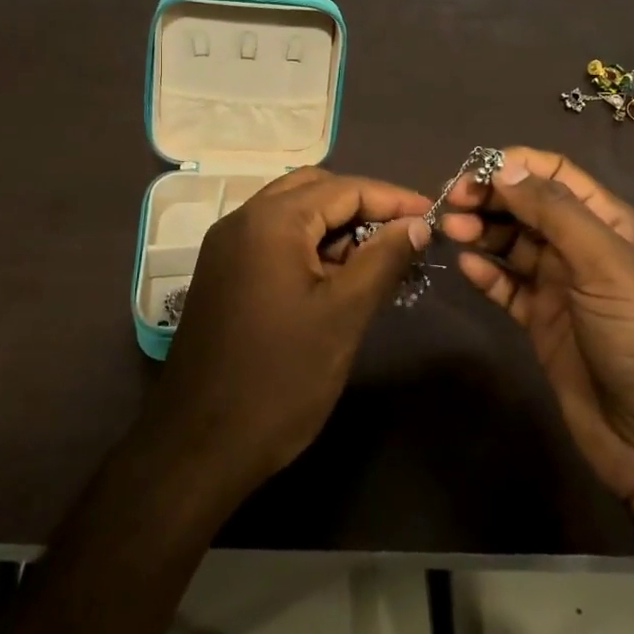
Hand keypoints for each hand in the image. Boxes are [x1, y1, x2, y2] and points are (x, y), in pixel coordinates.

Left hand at [145, 168, 430, 502]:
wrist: (200, 446)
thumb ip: (384, 259)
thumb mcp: (344, 314)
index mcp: (271, 220)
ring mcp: (227, 246)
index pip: (344, 188)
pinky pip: (275, 240)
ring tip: (378, 258)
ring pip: (293, 214)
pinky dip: (310, 246)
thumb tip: (418, 223)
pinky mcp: (223, 273)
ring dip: (337, 227)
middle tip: (403, 235)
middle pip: (314, 190)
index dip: (393, 199)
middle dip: (363, 206)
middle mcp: (242, 219)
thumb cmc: (281, 377)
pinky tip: (339, 276)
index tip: (433, 216)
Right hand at [441, 148, 633, 541]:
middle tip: (451, 205)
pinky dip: (486, 274)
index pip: (556, 174)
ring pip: (513, 244)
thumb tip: (504, 167)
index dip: (514, 166)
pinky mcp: (543, 323)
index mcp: (609, 223)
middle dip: (490, 198)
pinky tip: (466, 268)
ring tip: (452, 232)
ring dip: (483, 232)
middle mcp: (583, 248)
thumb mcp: (605, 263)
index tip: (472, 173)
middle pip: (528, 206)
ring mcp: (562, 287)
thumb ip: (554, 211)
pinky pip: (507, 287)